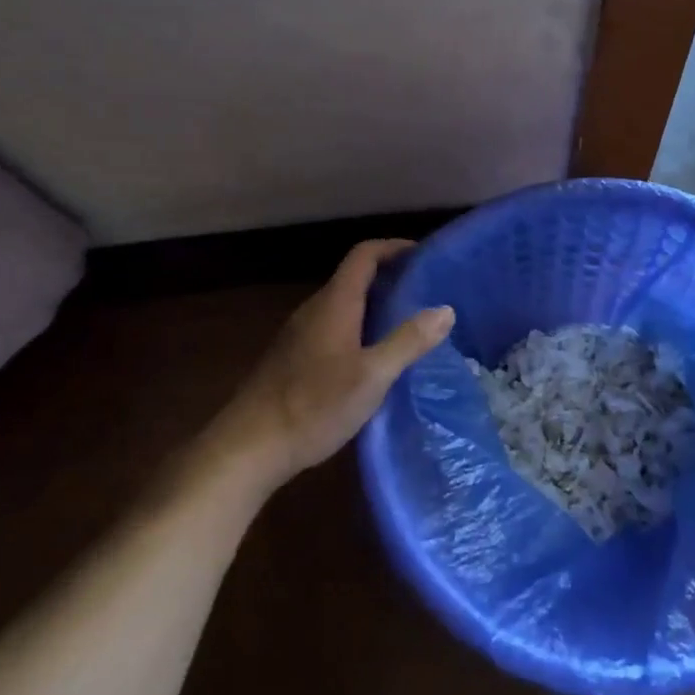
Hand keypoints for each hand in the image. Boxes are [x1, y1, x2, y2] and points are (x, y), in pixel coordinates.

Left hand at [217, 239, 453, 484]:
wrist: (249, 447)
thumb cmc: (314, 406)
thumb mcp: (372, 376)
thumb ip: (408, 341)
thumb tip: (445, 309)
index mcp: (334, 304)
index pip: (364, 255)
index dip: (394, 247)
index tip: (425, 257)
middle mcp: (315, 310)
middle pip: (355, 278)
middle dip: (391, 278)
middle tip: (427, 295)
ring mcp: (300, 335)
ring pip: (345, 305)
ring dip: (376, 306)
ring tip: (410, 325)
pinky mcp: (294, 359)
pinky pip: (335, 328)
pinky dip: (361, 328)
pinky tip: (375, 359)